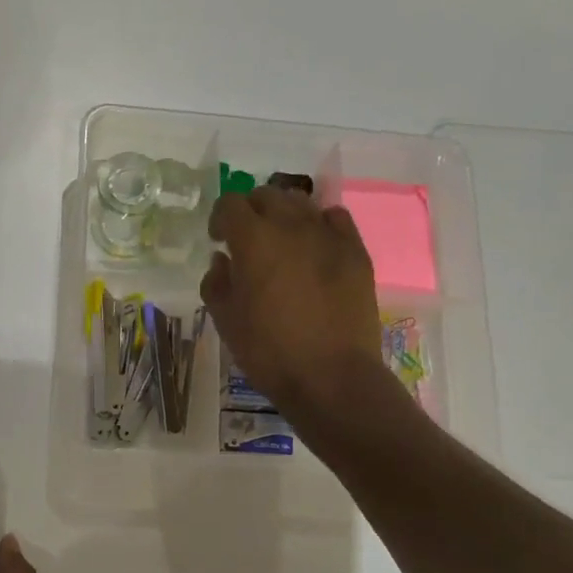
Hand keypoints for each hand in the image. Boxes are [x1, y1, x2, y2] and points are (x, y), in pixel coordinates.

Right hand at [202, 187, 385, 415]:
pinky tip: (316, 246)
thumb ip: (216, 282)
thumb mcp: (226, 321)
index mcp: (253, 239)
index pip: (230, 204)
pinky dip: (320, 223)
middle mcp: (290, 226)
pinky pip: (336, 218)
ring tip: (282, 242)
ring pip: (302, 203)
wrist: (331, 377)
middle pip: (267, 195)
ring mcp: (328, 235)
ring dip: (285, 214)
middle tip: (248, 240)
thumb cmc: (269, 351)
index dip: (220, 218)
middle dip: (252, 211)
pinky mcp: (355, 251)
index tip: (218, 240)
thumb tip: (222, 260)